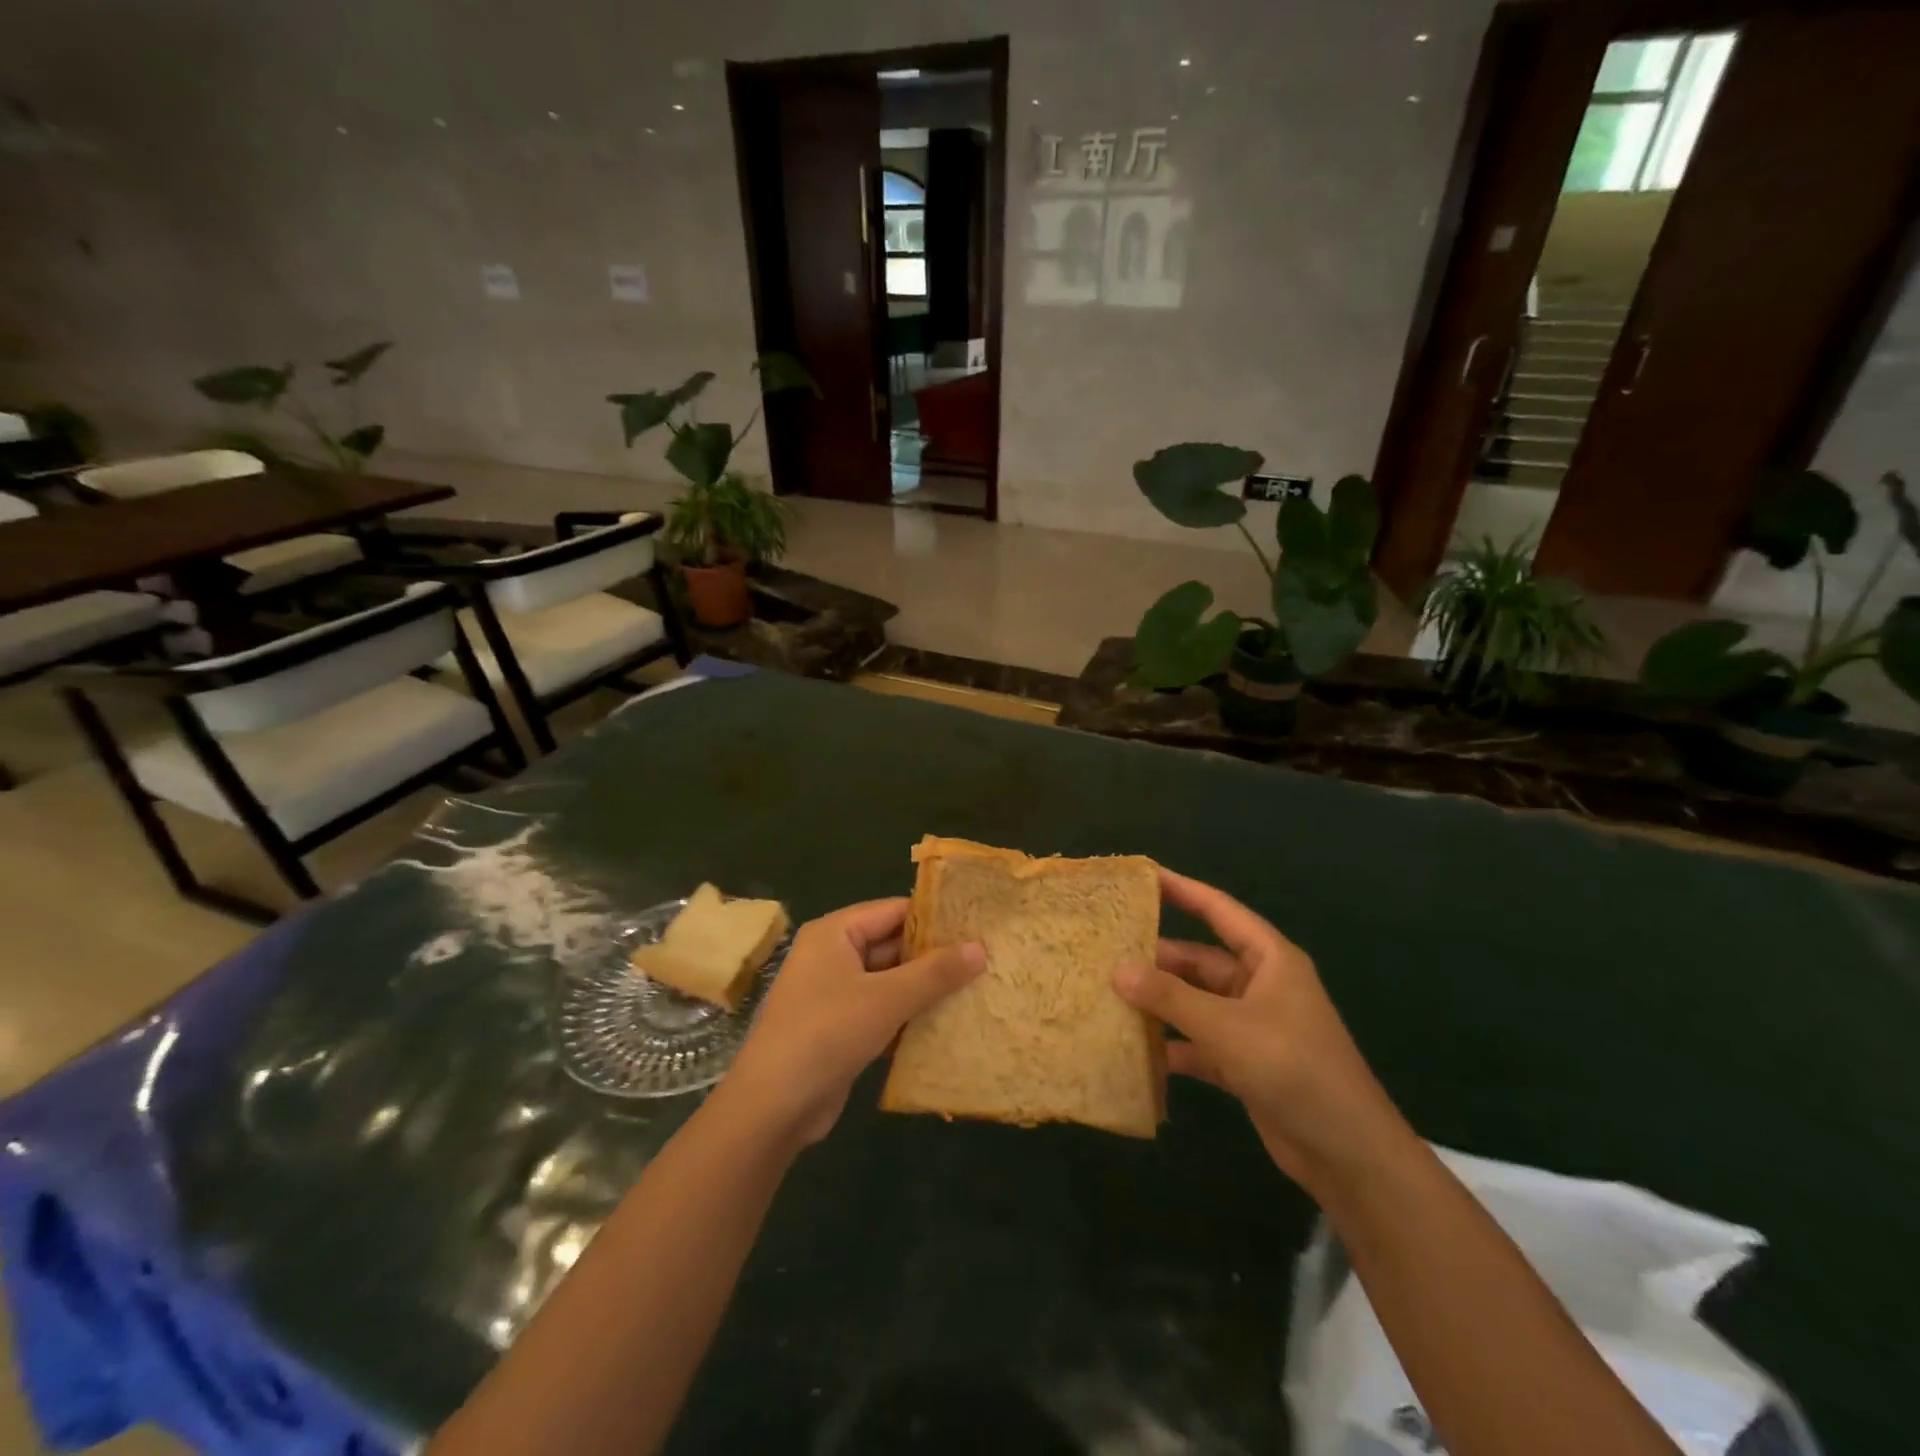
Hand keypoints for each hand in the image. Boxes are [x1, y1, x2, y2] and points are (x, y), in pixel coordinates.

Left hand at [720, 898, 984, 1146]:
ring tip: (977, 988)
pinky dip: (909, 1016)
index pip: (894, 910)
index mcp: (835, 932)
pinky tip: (947, 1023)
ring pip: (890, 981)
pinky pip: (882, 1010)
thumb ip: (935, 972)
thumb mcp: (886, 998)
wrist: (772, 1107)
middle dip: (934, 956)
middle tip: (986, 959)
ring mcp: (834, 993)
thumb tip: (980, 947)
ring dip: (925, 989)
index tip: (978, 924)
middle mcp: (832, 955)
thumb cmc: (827, 1034)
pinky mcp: (840, 1028)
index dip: (935, 917)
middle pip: (893, 945)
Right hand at [1112, 868, 1410, 1197]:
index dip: (1181, 889)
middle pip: (1200, 959)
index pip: (1218, 910)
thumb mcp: (1227, 1027)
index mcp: (1269, 960)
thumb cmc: (1293, 1069)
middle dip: (1157, 958)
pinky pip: (1199, 1042)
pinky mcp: (1245, 1062)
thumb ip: (1170, 997)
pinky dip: (1172, 1045)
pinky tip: (1135, 1049)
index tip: (1140, 875)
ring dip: (1160, 1003)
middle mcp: (1260, 985)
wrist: (1348, 1153)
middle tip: (1105, 951)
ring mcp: (1252, 1025)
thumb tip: (1117, 969)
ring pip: (1195, 1002)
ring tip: (1108, 996)